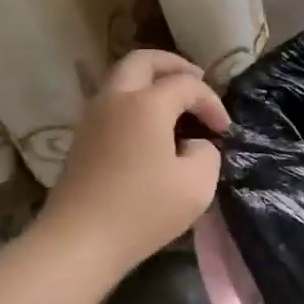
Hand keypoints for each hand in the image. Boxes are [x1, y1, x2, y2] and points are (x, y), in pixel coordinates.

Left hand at [40, 50, 230, 269]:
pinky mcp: (81, 140)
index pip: (187, 85)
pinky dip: (135, 102)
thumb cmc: (143, 211)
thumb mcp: (197, 185)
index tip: (224, 130)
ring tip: (175, 104)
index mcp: (146, 104)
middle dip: (174, 65)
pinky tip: (151, 128)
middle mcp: (115, 99)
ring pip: (122, 80)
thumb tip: (193, 144)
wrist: (78, 242)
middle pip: (143, 61)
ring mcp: (92, 118)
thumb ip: (206, 153)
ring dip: (150, 82)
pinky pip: (112, 103)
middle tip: (196, 79)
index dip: (211, 102)